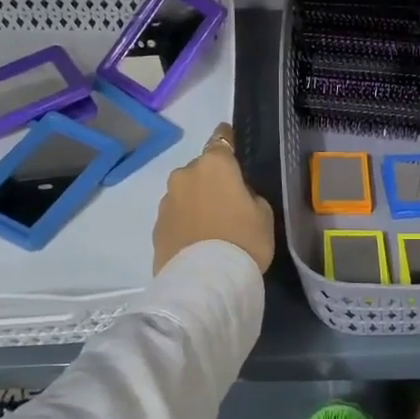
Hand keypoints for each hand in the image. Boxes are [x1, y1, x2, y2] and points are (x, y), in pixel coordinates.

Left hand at [152, 123, 276, 274]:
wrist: (206, 281)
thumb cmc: (244, 240)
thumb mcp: (263, 214)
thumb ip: (248, 195)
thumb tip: (236, 194)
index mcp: (214, 165)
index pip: (221, 140)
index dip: (226, 138)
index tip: (228, 137)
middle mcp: (185, 175)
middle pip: (201, 169)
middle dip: (211, 179)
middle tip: (227, 201)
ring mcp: (166, 201)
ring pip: (185, 193)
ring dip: (195, 201)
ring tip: (210, 225)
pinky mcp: (156, 227)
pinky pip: (175, 216)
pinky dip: (185, 222)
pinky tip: (196, 240)